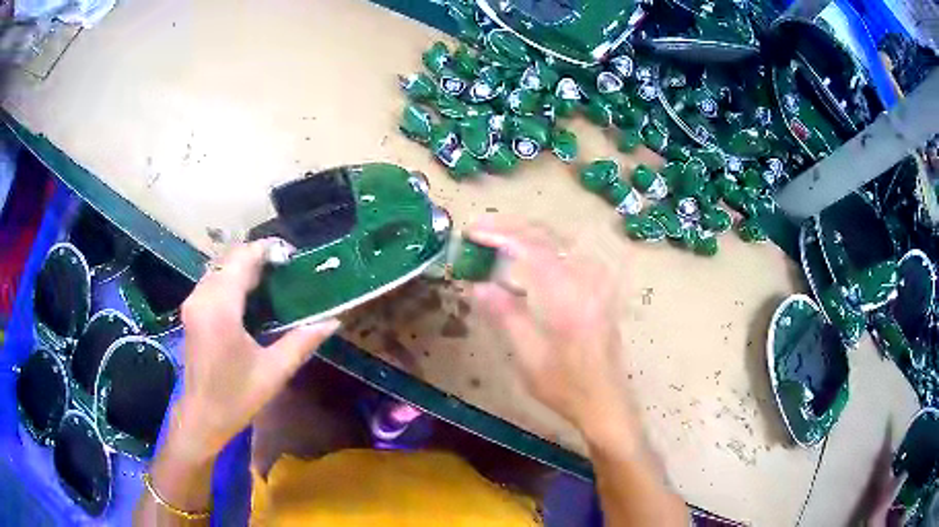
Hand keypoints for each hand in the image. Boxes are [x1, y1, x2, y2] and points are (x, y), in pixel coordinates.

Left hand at [168, 240, 339, 462]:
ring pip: (220, 267)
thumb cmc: (236, 398)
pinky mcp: (191, 310)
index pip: (242, 259)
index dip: (267, 249)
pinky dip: (232, 278)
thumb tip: (333, 321)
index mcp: (221, 309)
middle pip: (229, 258)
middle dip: (257, 257)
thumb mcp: (274, 371)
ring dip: (244, 266)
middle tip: (286, 269)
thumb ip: (302, 341)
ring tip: (272, 279)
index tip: (291, 254)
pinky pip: (213, 280)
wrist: (201, 417)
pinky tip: (250, 294)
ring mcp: (193, 302)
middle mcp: (202, 297)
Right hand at [468, 216, 635, 437]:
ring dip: (529, 233)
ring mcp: (597, 282)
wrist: (606, 402)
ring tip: (499, 237)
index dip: (500, 234)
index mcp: (568, 297)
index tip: (472, 232)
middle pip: (549, 236)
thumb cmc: (566, 386)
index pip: (532, 248)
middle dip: (512, 226)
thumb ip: (505, 315)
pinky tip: (531, 257)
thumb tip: (477, 285)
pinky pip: (571, 254)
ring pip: (562, 241)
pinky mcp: (600, 289)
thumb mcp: (529, 357)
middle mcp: (587, 280)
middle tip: (480, 228)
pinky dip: (546, 247)